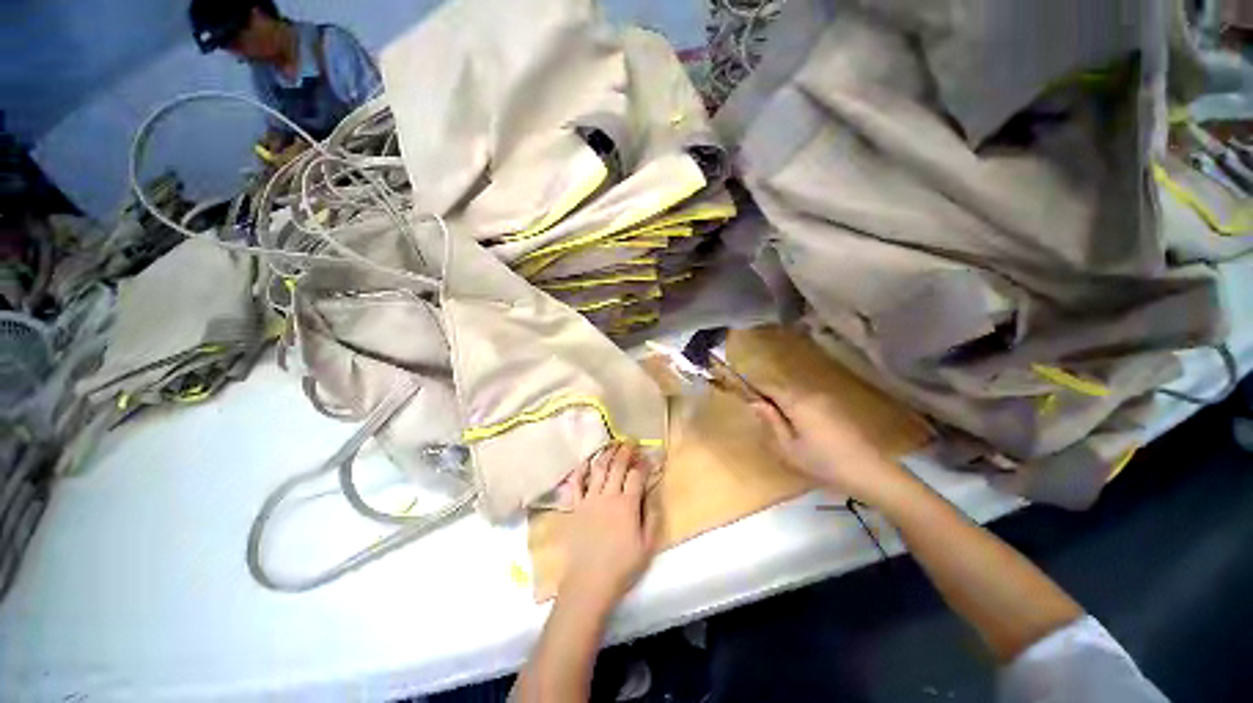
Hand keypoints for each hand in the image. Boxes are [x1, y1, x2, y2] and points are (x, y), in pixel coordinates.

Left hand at [559, 442, 659, 611]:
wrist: (589, 582)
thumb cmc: (621, 567)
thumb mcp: (647, 546)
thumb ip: (652, 517)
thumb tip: (653, 493)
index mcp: (627, 505)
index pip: (637, 476)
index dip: (643, 464)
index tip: (648, 456)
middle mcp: (608, 496)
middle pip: (617, 467)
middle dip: (625, 451)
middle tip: (630, 441)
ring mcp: (589, 500)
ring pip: (598, 469)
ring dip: (606, 454)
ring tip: (612, 444)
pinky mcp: (575, 507)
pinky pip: (576, 484)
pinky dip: (580, 470)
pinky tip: (585, 460)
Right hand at [751, 385, 908, 505]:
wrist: (870, 472)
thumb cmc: (823, 463)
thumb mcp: (788, 448)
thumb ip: (771, 422)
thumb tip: (755, 403)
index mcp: (797, 402)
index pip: (769, 385)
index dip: (755, 388)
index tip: (743, 395)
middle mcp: (811, 394)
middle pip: (783, 388)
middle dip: (769, 396)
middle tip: (758, 414)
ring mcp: (826, 400)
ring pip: (796, 394)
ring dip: (783, 402)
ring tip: (777, 422)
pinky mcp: (836, 408)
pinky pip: (809, 401)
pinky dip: (797, 407)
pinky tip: (799, 427)